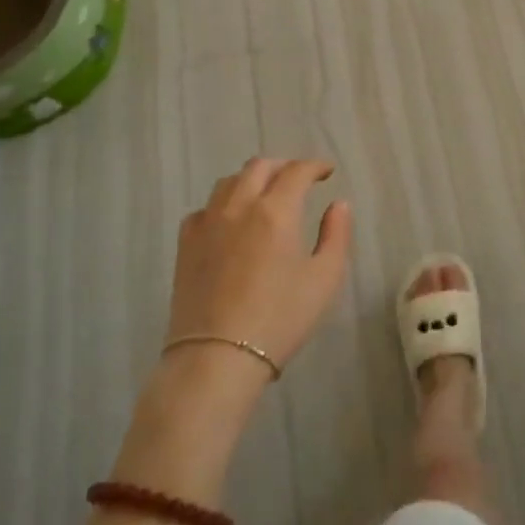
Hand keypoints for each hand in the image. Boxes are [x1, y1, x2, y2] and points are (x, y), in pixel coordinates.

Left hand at [163, 158, 352, 396]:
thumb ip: (336, 235)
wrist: (217, 358)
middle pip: (259, 167)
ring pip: (228, 182)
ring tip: (264, 194)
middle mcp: (239, 206)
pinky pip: (204, 208)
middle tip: (298, 179)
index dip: (315, 166)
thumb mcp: (324, 279)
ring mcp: (207, 222)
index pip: (297, 171)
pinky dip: (222, 204)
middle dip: (283, 166)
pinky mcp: (186, 243)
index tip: (327, 171)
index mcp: (276, 211)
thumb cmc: (280, 319)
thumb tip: (338, 204)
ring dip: (251, 179)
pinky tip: (229, 221)